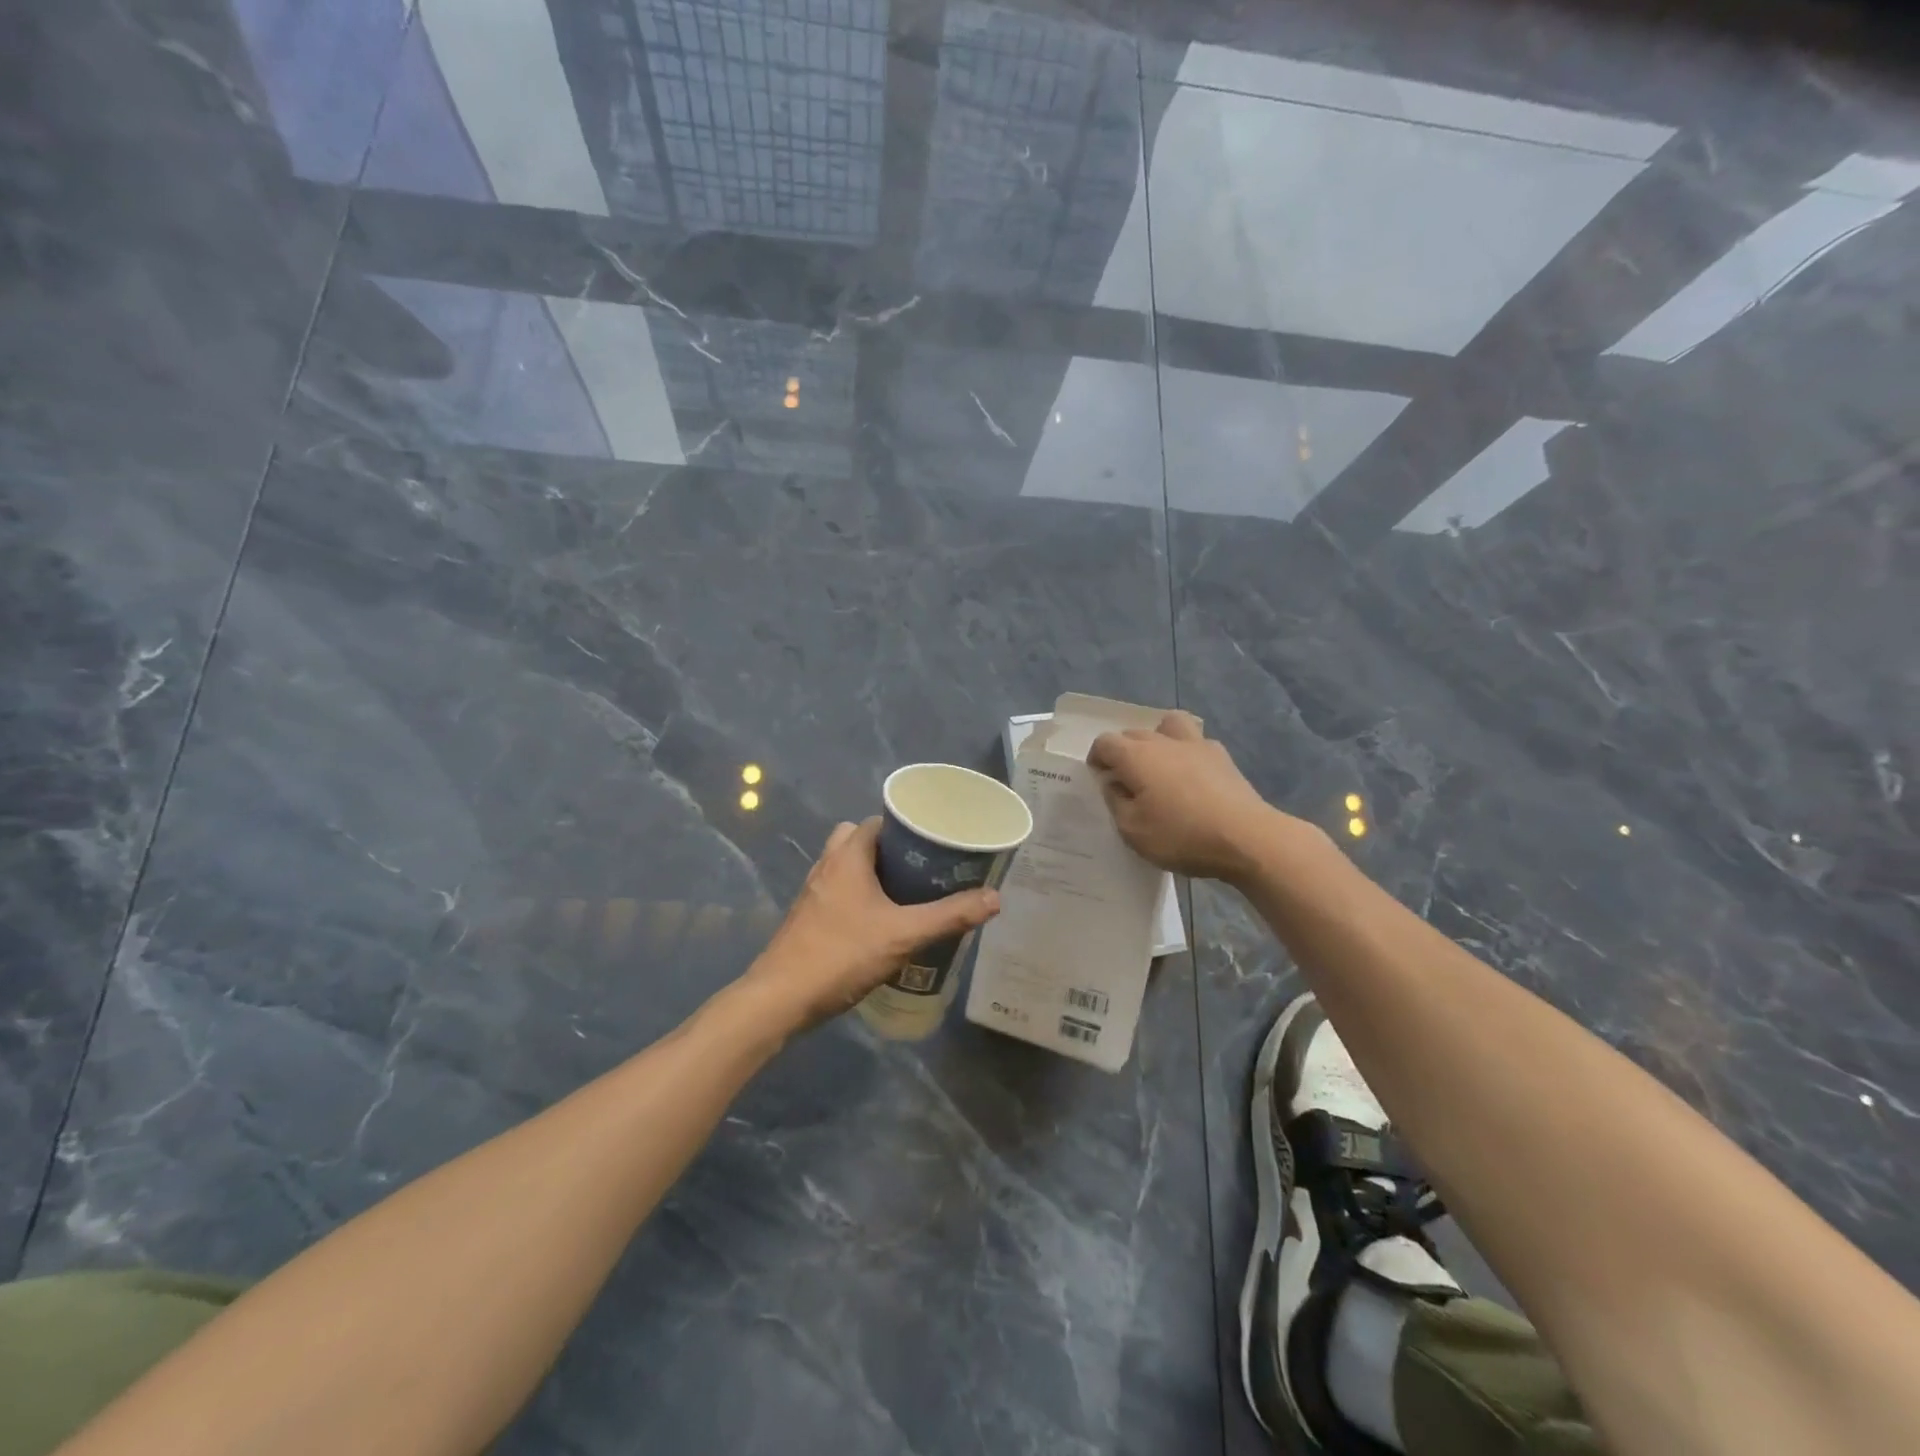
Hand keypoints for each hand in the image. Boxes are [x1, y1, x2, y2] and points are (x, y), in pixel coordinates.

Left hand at [739, 818, 1000, 1032]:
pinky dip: (860, 898)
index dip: (907, 828)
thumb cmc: (842, 953)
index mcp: (847, 855)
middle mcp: (827, 865)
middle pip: (861, 841)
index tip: (935, 843)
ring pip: (848, 869)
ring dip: (874, 876)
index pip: (879, 822)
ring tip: (908, 896)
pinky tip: (881, 924)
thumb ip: (949, 916)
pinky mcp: (808, 918)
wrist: (781, 998)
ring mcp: (813, 892)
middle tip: (923, 870)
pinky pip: (839, 893)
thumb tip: (995, 898)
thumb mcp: (903, 935)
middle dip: (891, 852)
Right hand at [1088, 711, 1282, 881]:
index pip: (1105, 742)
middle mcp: (1163, 742)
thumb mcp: (1132, 830)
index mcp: (1136, 756)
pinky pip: (1196, 743)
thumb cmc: (1181, 835)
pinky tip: (1192, 777)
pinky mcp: (1223, 757)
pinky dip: (1187, 753)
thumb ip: (1116, 802)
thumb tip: (1114, 784)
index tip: (1099, 779)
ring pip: (1169, 725)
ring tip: (1160, 765)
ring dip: (1158, 739)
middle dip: (1123, 751)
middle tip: (1126, 780)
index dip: (1096, 758)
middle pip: (1133, 733)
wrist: (1247, 838)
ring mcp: (1197, 745)